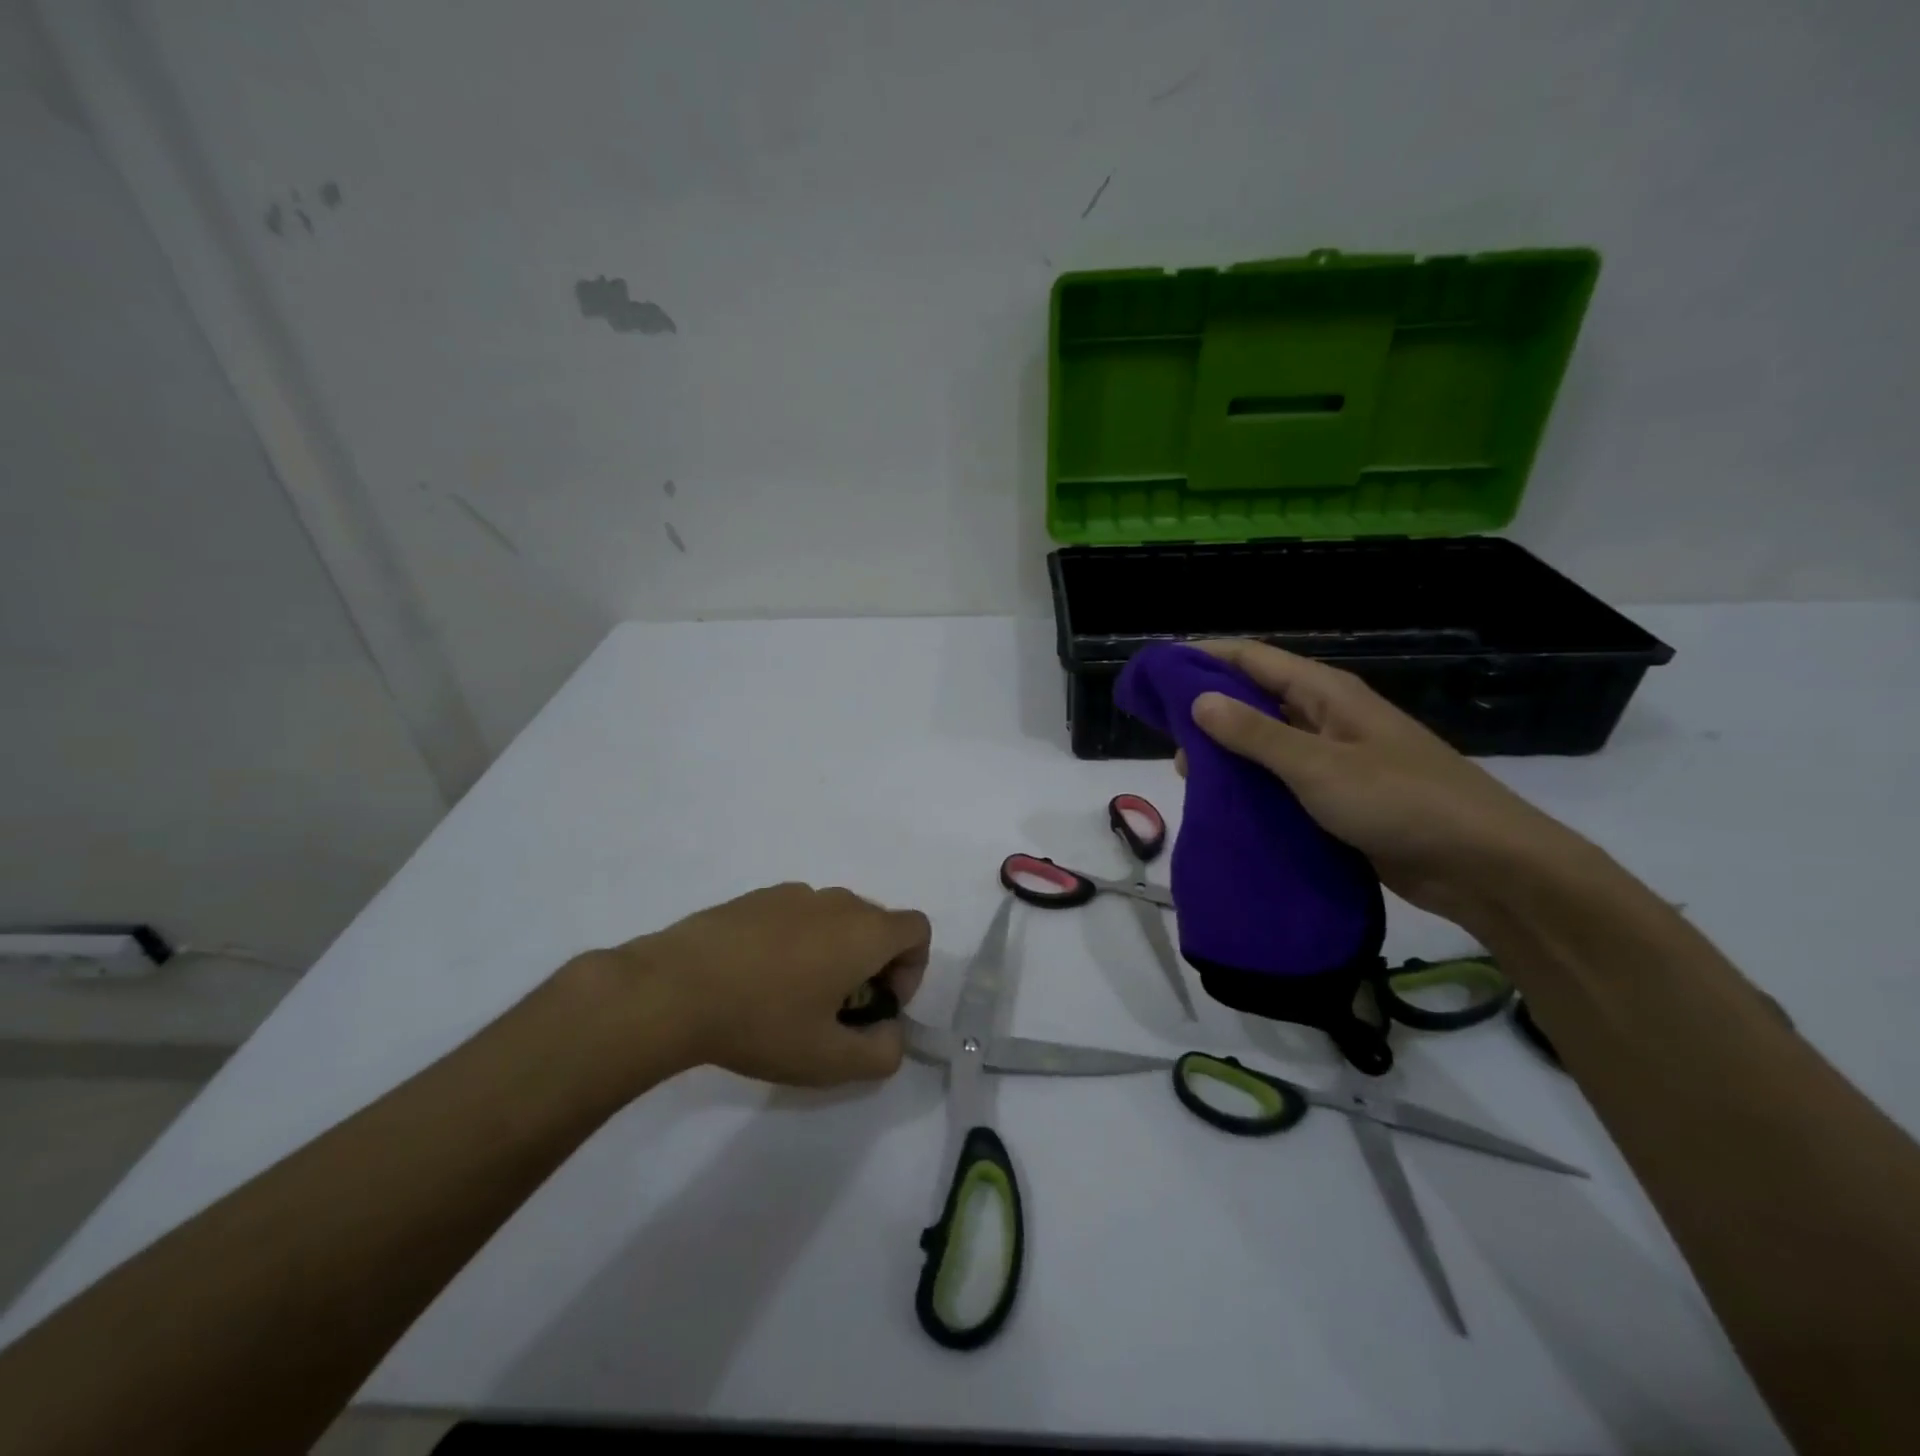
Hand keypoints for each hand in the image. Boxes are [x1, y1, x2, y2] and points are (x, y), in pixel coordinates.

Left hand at [585, 883, 930, 1088]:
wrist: (675, 987)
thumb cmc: (763, 1021)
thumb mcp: (828, 1061)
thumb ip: (881, 1054)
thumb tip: (890, 1034)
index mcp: (864, 930)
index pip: (917, 930)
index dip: (911, 970)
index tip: (876, 1005)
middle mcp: (837, 901)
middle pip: (877, 925)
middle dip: (872, 966)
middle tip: (836, 1011)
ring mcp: (794, 893)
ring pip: (836, 920)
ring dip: (834, 954)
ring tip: (792, 997)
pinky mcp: (757, 897)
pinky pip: (798, 916)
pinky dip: (797, 942)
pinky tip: (757, 978)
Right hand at [1182, 640, 1582, 923]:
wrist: (1483, 866)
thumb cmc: (1400, 802)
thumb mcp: (1318, 766)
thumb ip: (1255, 734)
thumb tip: (1198, 699)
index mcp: (1325, 693)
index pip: (1252, 658)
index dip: (1203, 658)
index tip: (1158, 673)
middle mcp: (1327, 717)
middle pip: (1255, 699)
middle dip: (1209, 713)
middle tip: (1170, 742)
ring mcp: (1334, 757)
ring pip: (1266, 743)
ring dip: (1228, 755)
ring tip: (1191, 778)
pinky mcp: (1338, 797)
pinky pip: (1283, 781)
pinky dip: (1252, 787)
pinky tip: (1225, 805)